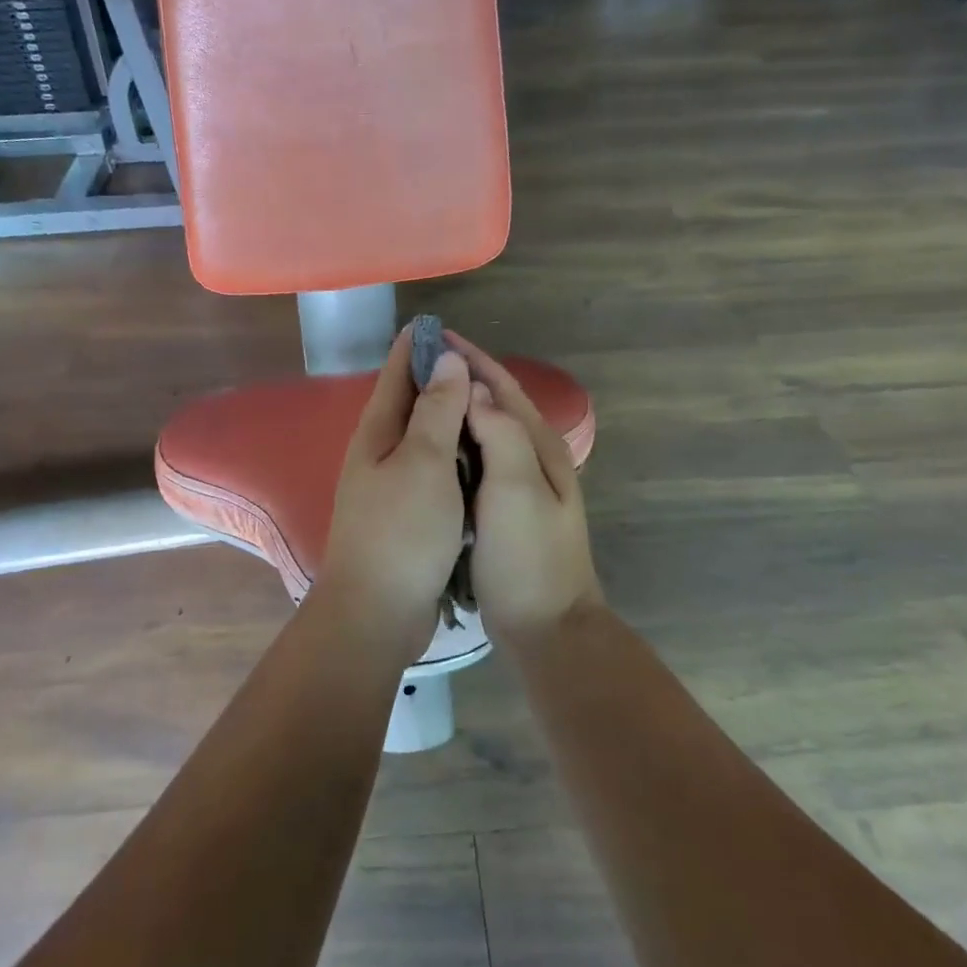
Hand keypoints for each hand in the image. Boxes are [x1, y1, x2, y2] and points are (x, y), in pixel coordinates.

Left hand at [316, 328, 472, 658]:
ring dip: (449, 417)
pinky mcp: (408, 514)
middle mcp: (380, 452)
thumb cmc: (401, 531)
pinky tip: (478, 456)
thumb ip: (436, 410)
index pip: (396, 372)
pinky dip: (454, 455)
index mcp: (378, 432)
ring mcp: (391, 485)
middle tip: (478, 361)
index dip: (417, 345)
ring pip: (424, 437)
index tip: (441, 323)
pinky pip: (434, 470)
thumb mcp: (423, 462)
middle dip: (438, 378)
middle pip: (410, 402)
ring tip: (484, 402)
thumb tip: (446, 359)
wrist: (377, 611)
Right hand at [446, 334, 602, 641]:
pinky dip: (455, 444)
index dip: (473, 360)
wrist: (547, 628)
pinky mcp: (504, 511)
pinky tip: (431, 448)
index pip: (504, 388)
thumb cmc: (530, 557)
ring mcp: (521, 487)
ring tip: (419, 396)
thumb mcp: (517, 490)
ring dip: (457, 409)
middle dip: (462, 378)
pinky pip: (477, 462)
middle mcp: (533, 459)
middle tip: (419, 364)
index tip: (437, 338)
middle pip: (495, 405)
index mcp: (539, 448)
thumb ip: (501, 434)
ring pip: (485, 433)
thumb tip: (476, 392)